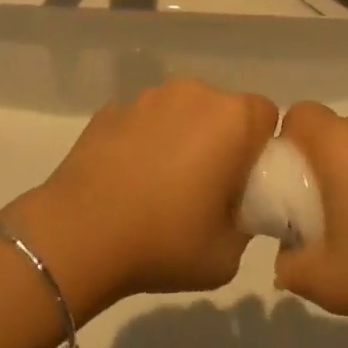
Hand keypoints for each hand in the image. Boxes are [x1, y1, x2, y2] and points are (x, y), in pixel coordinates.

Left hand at [2, 78, 277, 321]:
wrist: (81, 231)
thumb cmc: (165, 241)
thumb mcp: (227, 254)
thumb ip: (247, 222)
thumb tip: (239, 208)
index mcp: (231, 119)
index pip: (266, 114)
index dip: (262, 147)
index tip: (246, 182)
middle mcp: (195, 93)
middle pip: (223, 109)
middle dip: (222, 140)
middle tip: (207, 188)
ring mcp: (150, 95)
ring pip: (183, 110)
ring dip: (182, 136)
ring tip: (162, 185)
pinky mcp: (115, 106)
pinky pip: (145, 120)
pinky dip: (146, 140)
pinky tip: (129, 178)